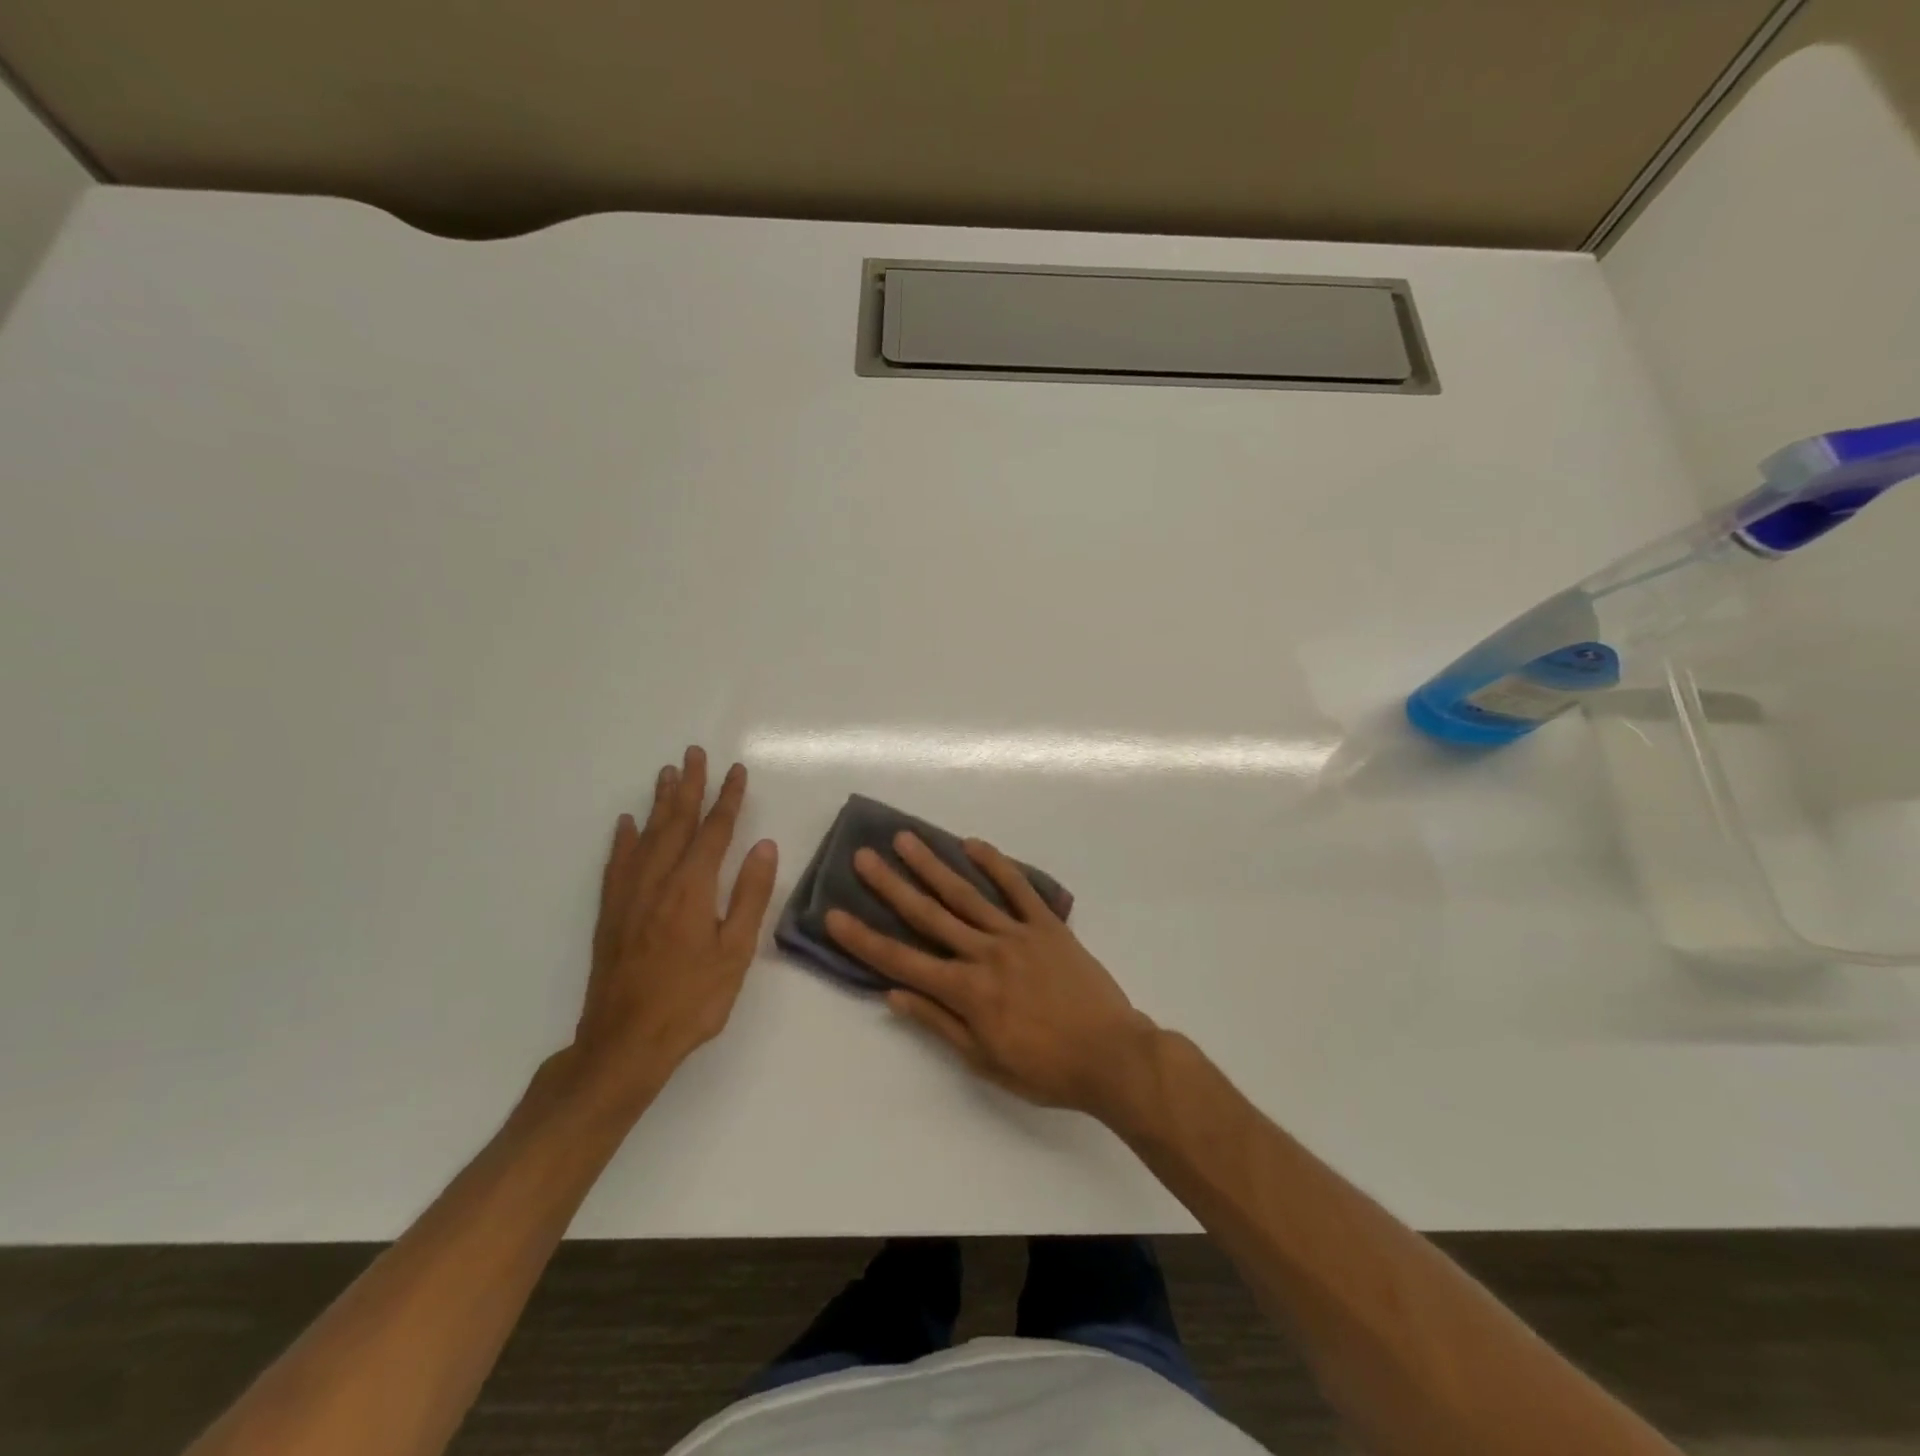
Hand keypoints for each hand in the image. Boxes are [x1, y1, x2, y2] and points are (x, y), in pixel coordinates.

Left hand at [570, 746, 777, 1108]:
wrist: (624, 1042)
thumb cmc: (691, 1000)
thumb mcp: (735, 952)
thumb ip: (750, 895)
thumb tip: (764, 846)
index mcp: (693, 888)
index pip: (715, 831)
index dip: (728, 799)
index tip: (736, 771)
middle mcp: (658, 881)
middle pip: (676, 822)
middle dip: (689, 786)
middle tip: (694, 753)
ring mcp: (630, 895)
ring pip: (646, 836)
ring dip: (658, 802)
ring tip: (666, 773)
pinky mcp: (611, 913)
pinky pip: (617, 863)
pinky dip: (622, 839)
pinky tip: (626, 824)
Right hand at [826, 834, 1161, 1120]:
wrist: (1110, 1055)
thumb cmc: (1044, 1068)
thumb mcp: (984, 1061)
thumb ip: (939, 1023)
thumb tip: (893, 995)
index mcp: (966, 991)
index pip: (902, 961)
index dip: (864, 939)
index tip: (834, 915)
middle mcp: (984, 953)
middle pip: (929, 915)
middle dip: (891, 886)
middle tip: (864, 857)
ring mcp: (1017, 934)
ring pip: (966, 894)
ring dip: (933, 865)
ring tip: (906, 839)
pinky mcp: (1047, 925)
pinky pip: (1018, 888)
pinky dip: (996, 865)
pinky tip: (972, 845)